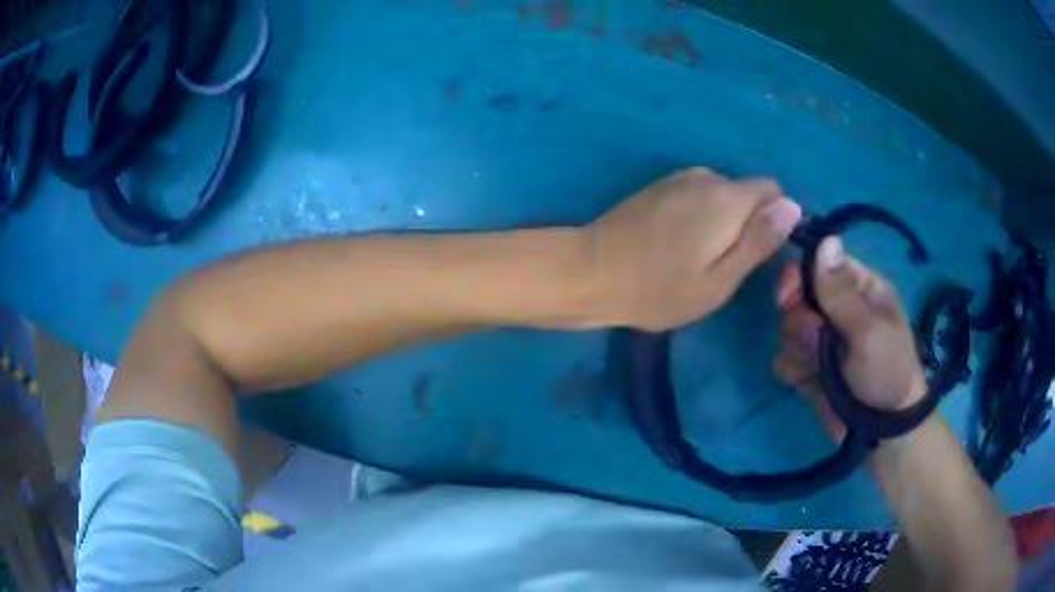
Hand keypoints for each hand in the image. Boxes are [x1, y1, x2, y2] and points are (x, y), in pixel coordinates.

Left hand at [583, 167, 800, 330]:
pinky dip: (701, 216)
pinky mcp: (659, 186)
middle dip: (749, 222)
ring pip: (723, 195)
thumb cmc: (659, 289)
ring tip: (699, 258)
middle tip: (726, 265)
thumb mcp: (720, 280)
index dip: (776, 221)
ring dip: (723, 221)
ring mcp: (678, 178)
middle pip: (748, 193)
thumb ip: (759, 240)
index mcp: (727, 197)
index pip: (774, 192)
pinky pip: (698, 195)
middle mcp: (706, 176)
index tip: (759, 254)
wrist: (591, 272)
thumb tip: (792, 207)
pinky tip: (678, 244)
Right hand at [773, 237, 926, 436]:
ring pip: (786, 328)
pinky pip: (784, 358)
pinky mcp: (809, 367)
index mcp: (859, 288)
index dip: (797, 276)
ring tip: (819, 367)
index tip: (787, 296)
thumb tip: (825, 238)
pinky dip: (793, 370)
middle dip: (799, 320)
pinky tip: (809, 382)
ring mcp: (822, 339)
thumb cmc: (886, 372)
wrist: (882, 432)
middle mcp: (837, 308)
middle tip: (816, 341)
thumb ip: (841, 292)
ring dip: (798, 349)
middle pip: (795, 296)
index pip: (818, 264)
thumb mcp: (868, 331)